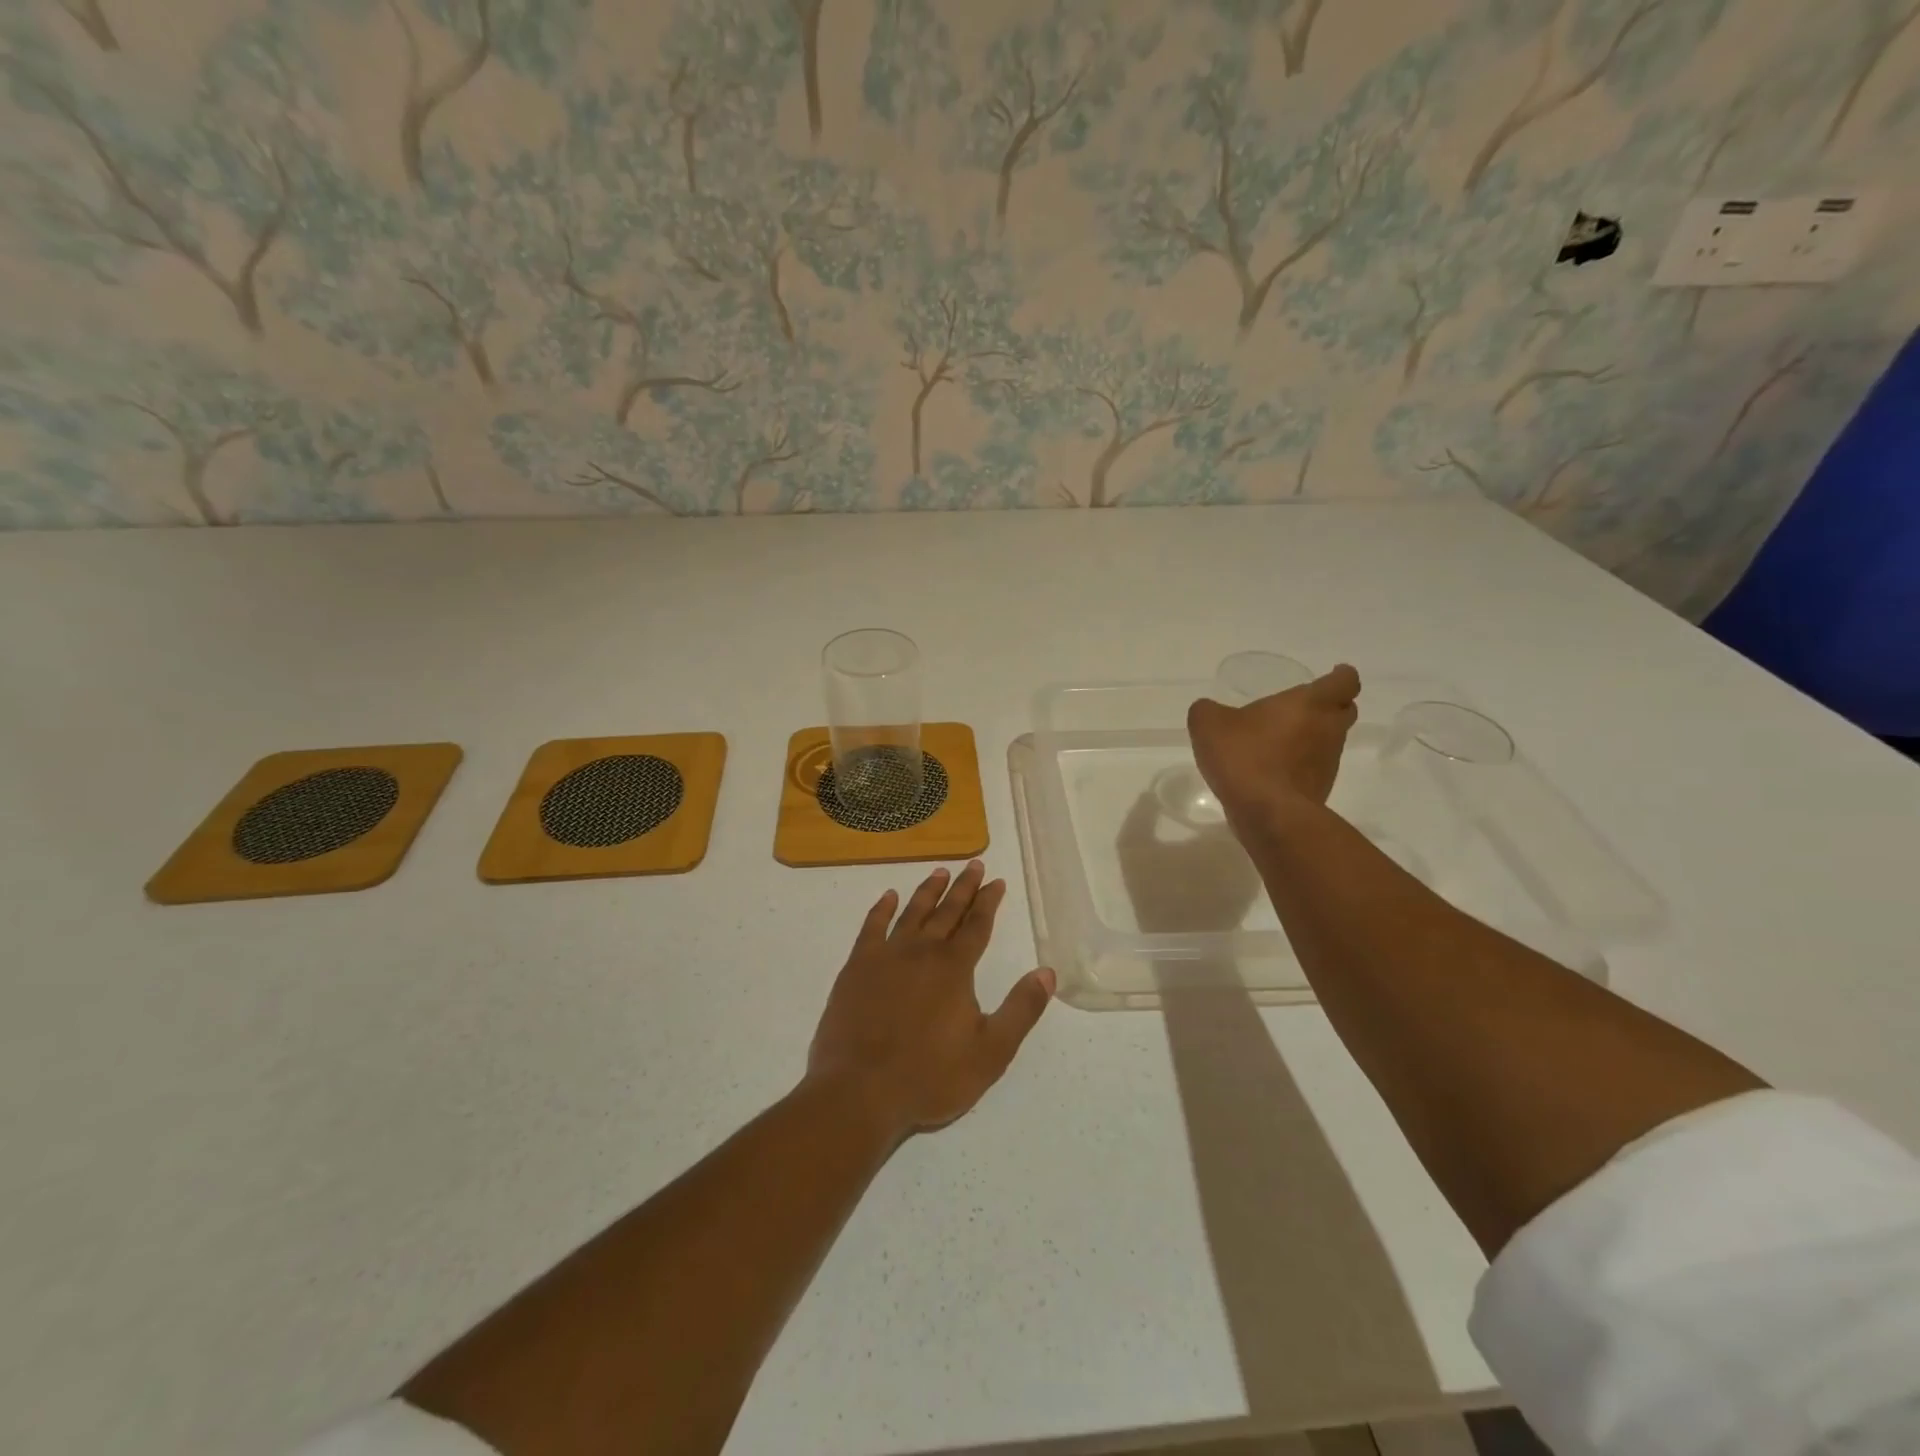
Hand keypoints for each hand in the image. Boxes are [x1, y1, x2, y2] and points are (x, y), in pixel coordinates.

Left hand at [807, 861, 1054, 1141]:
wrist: (860, 1091)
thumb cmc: (930, 1076)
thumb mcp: (990, 1052)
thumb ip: (1021, 1010)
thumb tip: (1047, 972)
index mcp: (954, 968)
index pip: (977, 926)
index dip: (989, 902)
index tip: (997, 881)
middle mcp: (922, 952)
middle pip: (947, 912)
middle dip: (964, 888)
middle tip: (974, 865)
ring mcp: (885, 957)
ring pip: (912, 913)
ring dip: (928, 891)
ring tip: (940, 872)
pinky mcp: (856, 968)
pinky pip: (872, 928)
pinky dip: (881, 909)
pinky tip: (889, 897)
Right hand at [1187, 664, 1361, 824]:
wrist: (1268, 813)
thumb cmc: (1245, 756)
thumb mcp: (1209, 724)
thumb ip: (1208, 710)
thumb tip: (1209, 710)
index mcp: (1310, 703)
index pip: (1344, 682)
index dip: (1341, 676)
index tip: (1333, 674)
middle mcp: (1328, 730)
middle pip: (1344, 711)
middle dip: (1330, 706)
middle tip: (1304, 707)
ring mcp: (1328, 763)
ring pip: (1330, 742)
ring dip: (1312, 738)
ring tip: (1280, 742)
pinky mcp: (1320, 791)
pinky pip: (1314, 769)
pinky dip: (1300, 765)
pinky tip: (1272, 771)